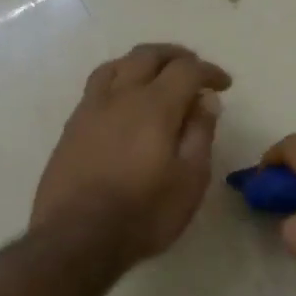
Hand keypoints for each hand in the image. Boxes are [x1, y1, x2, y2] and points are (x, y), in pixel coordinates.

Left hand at [33, 43, 231, 268]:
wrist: (77, 239)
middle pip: (147, 55)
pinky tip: (125, 102)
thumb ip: (200, 134)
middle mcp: (120, 97)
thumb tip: (205, 100)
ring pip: (116, 65)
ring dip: (142, 63)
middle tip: (194, 70)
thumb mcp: (190, 179)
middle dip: (176, 56)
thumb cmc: (145, 213)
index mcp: (154, 106)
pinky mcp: (71, 128)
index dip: (209, 71)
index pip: (186, 70)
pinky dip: (119, 80)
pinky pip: (97, 86)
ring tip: (157, 77)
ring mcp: (90, 110)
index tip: (224, 85)